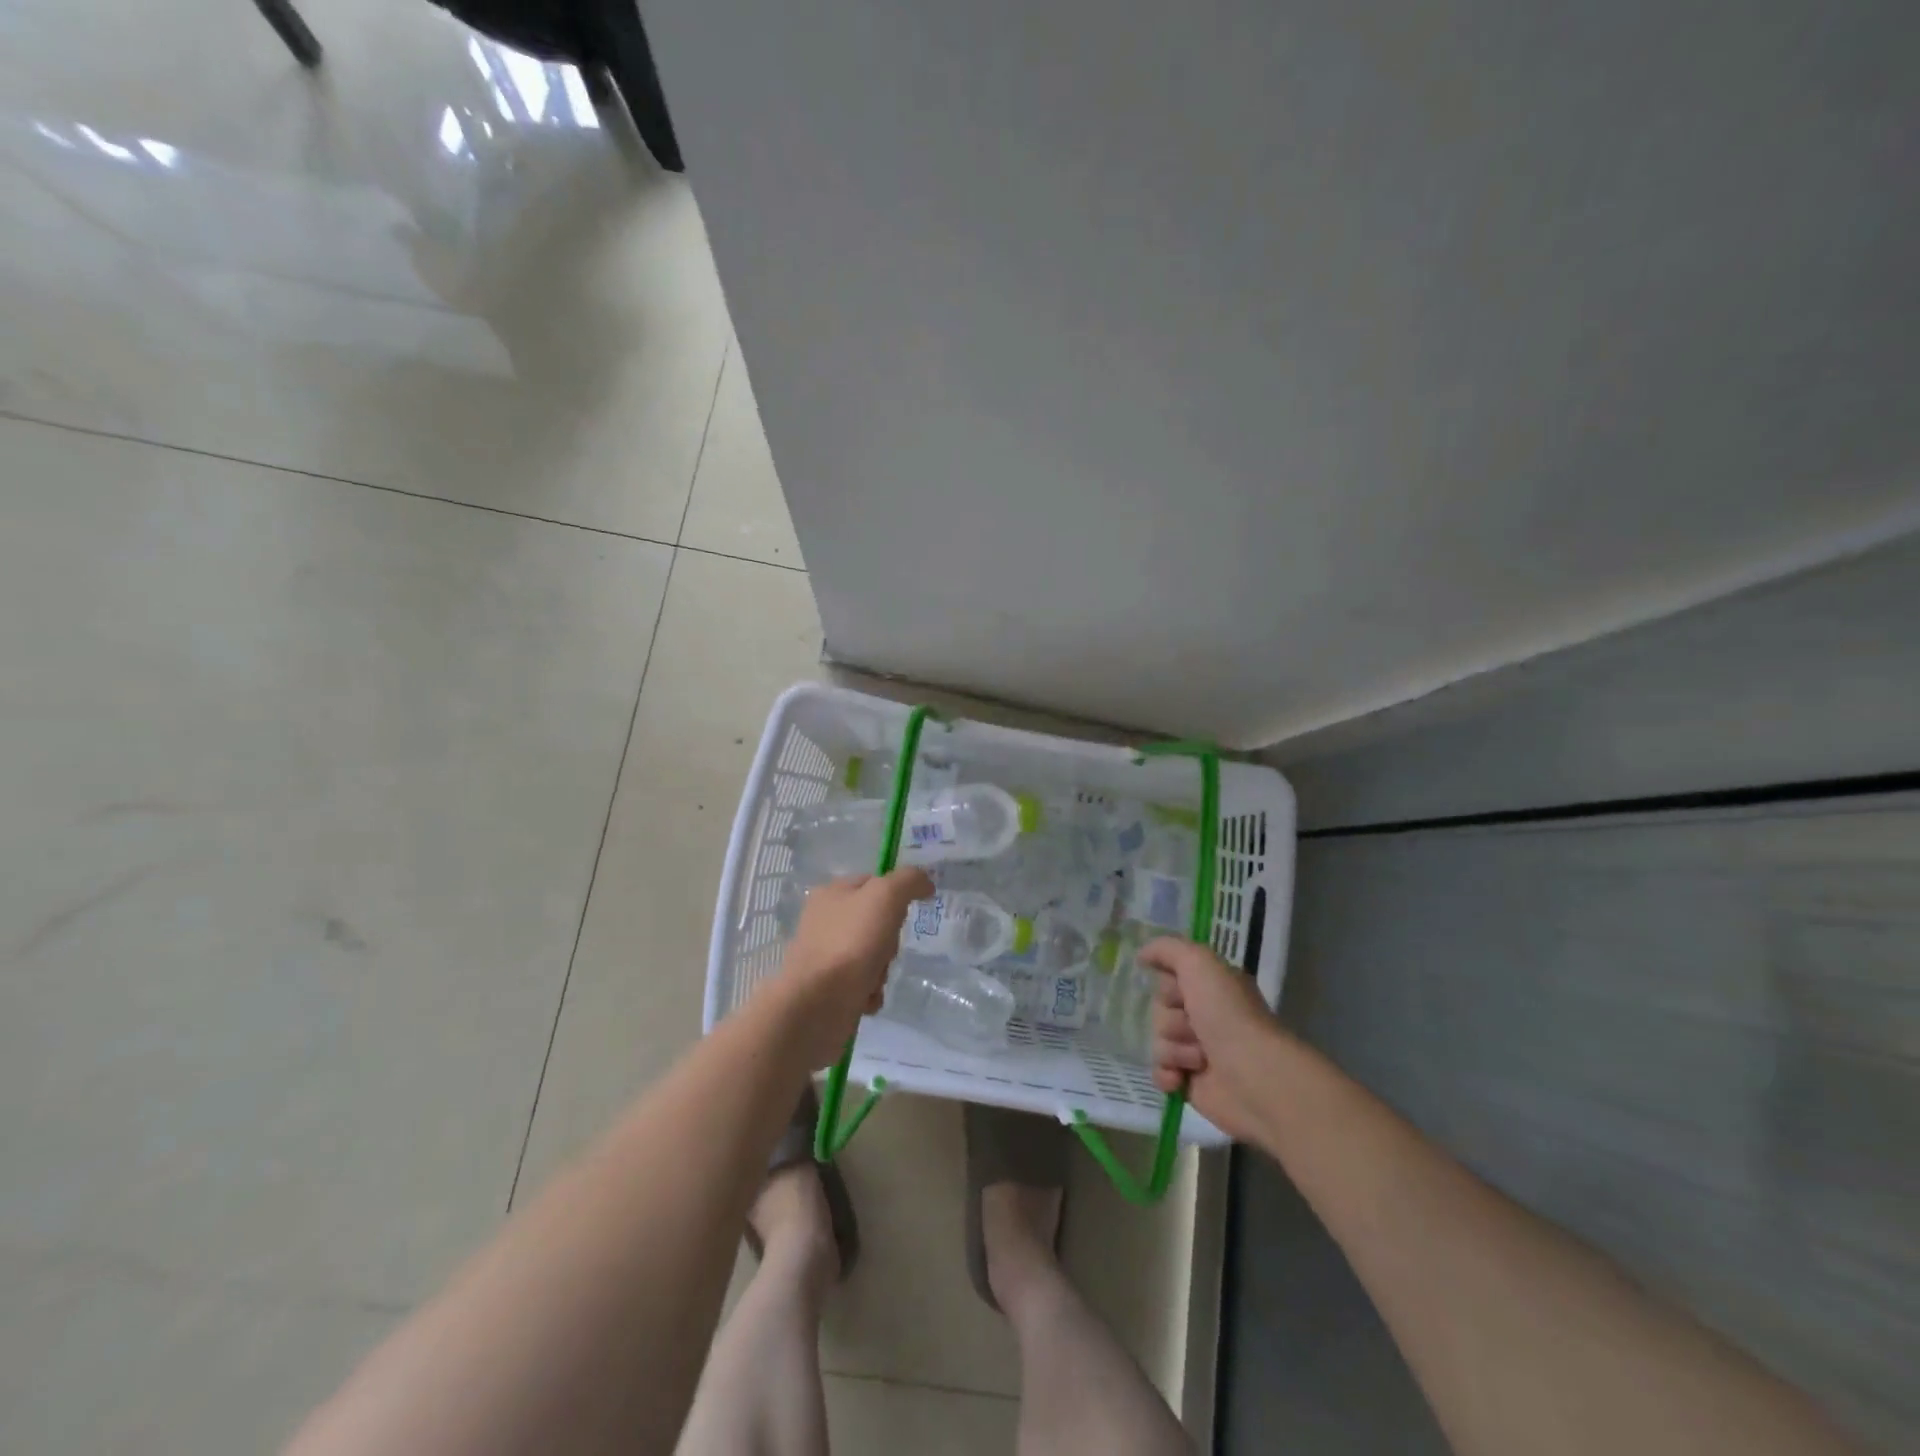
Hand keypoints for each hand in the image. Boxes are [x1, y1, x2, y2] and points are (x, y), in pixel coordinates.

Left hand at [774, 867, 932, 1067]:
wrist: (817, 1004)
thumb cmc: (851, 942)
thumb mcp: (886, 896)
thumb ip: (909, 881)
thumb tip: (925, 883)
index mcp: (832, 893)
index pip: (874, 882)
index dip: (895, 896)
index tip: (903, 914)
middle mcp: (825, 921)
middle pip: (877, 922)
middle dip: (889, 939)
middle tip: (885, 948)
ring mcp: (825, 955)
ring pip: (873, 954)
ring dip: (882, 969)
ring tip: (873, 978)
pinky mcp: (828, 987)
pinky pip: (863, 983)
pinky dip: (870, 991)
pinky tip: (865, 997)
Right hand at [1139, 936, 1283, 1143]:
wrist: (1254, 1077)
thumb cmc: (1229, 1015)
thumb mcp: (1199, 963)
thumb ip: (1167, 949)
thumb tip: (1141, 955)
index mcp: (1211, 988)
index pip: (1168, 979)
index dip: (1168, 986)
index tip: (1180, 991)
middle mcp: (1205, 1016)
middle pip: (1159, 1010)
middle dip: (1172, 1021)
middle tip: (1195, 1028)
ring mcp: (1197, 1051)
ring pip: (1158, 1041)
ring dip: (1174, 1049)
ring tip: (1200, 1059)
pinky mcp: (1190, 1083)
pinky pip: (1159, 1071)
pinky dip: (1167, 1075)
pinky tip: (1180, 1079)